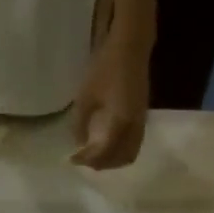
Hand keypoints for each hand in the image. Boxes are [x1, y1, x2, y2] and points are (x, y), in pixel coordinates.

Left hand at [71, 37, 150, 169]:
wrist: (131, 48)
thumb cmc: (105, 68)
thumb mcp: (85, 96)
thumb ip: (80, 123)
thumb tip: (78, 142)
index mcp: (119, 123)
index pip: (103, 153)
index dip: (86, 159)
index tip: (71, 159)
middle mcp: (133, 128)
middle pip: (120, 159)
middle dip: (101, 164)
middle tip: (83, 160)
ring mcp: (140, 123)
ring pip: (130, 154)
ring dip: (112, 161)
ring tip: (94, 156)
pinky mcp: (142, 118)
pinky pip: (134, 144)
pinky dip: (120, 151)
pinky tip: (107, 144)